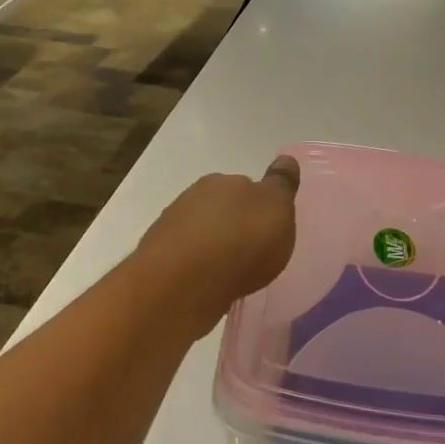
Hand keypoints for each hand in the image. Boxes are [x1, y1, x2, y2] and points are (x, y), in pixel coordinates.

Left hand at [135, 156, 300, 337]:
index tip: (266, 226)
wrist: (184, 281)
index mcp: (224, 181)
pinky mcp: (159, 257)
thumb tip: (285, 159)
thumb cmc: (241, 242)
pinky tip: (207, 283)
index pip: (245, 185)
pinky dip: (196, 266)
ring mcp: (171, 226)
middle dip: (233, 224)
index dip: (258, 205)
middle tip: (249, 249)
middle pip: (220, 207)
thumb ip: (281, 185)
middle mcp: (194, 196)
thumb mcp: (277, 209)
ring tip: (228, 271)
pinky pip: (185, 257)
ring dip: (212, 245)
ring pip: (200, 231)